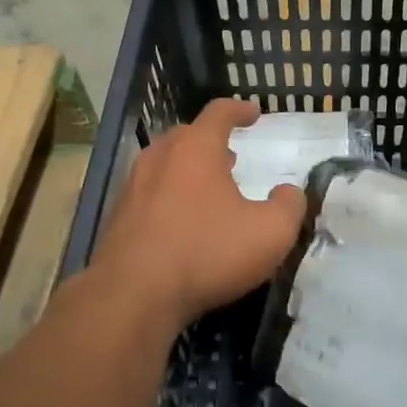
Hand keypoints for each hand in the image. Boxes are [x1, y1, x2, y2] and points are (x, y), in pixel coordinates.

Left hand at [91, 99, 304, 327]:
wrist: (133, 296)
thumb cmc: (206, 253)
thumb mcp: (270, 233)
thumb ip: (288, 207)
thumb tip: (289, 193)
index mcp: (196, 149)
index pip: (219, 112)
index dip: (239, 110)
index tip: (254, 113)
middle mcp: (160, 158)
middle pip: (186, 135)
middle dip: (211, 140)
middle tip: (231, 155)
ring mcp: (133, 186)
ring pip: (164, 163)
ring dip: (187, 168)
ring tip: (208, 187)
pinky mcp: (118, 217)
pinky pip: (148, 193)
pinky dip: (168, 196)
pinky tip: (180, 221)